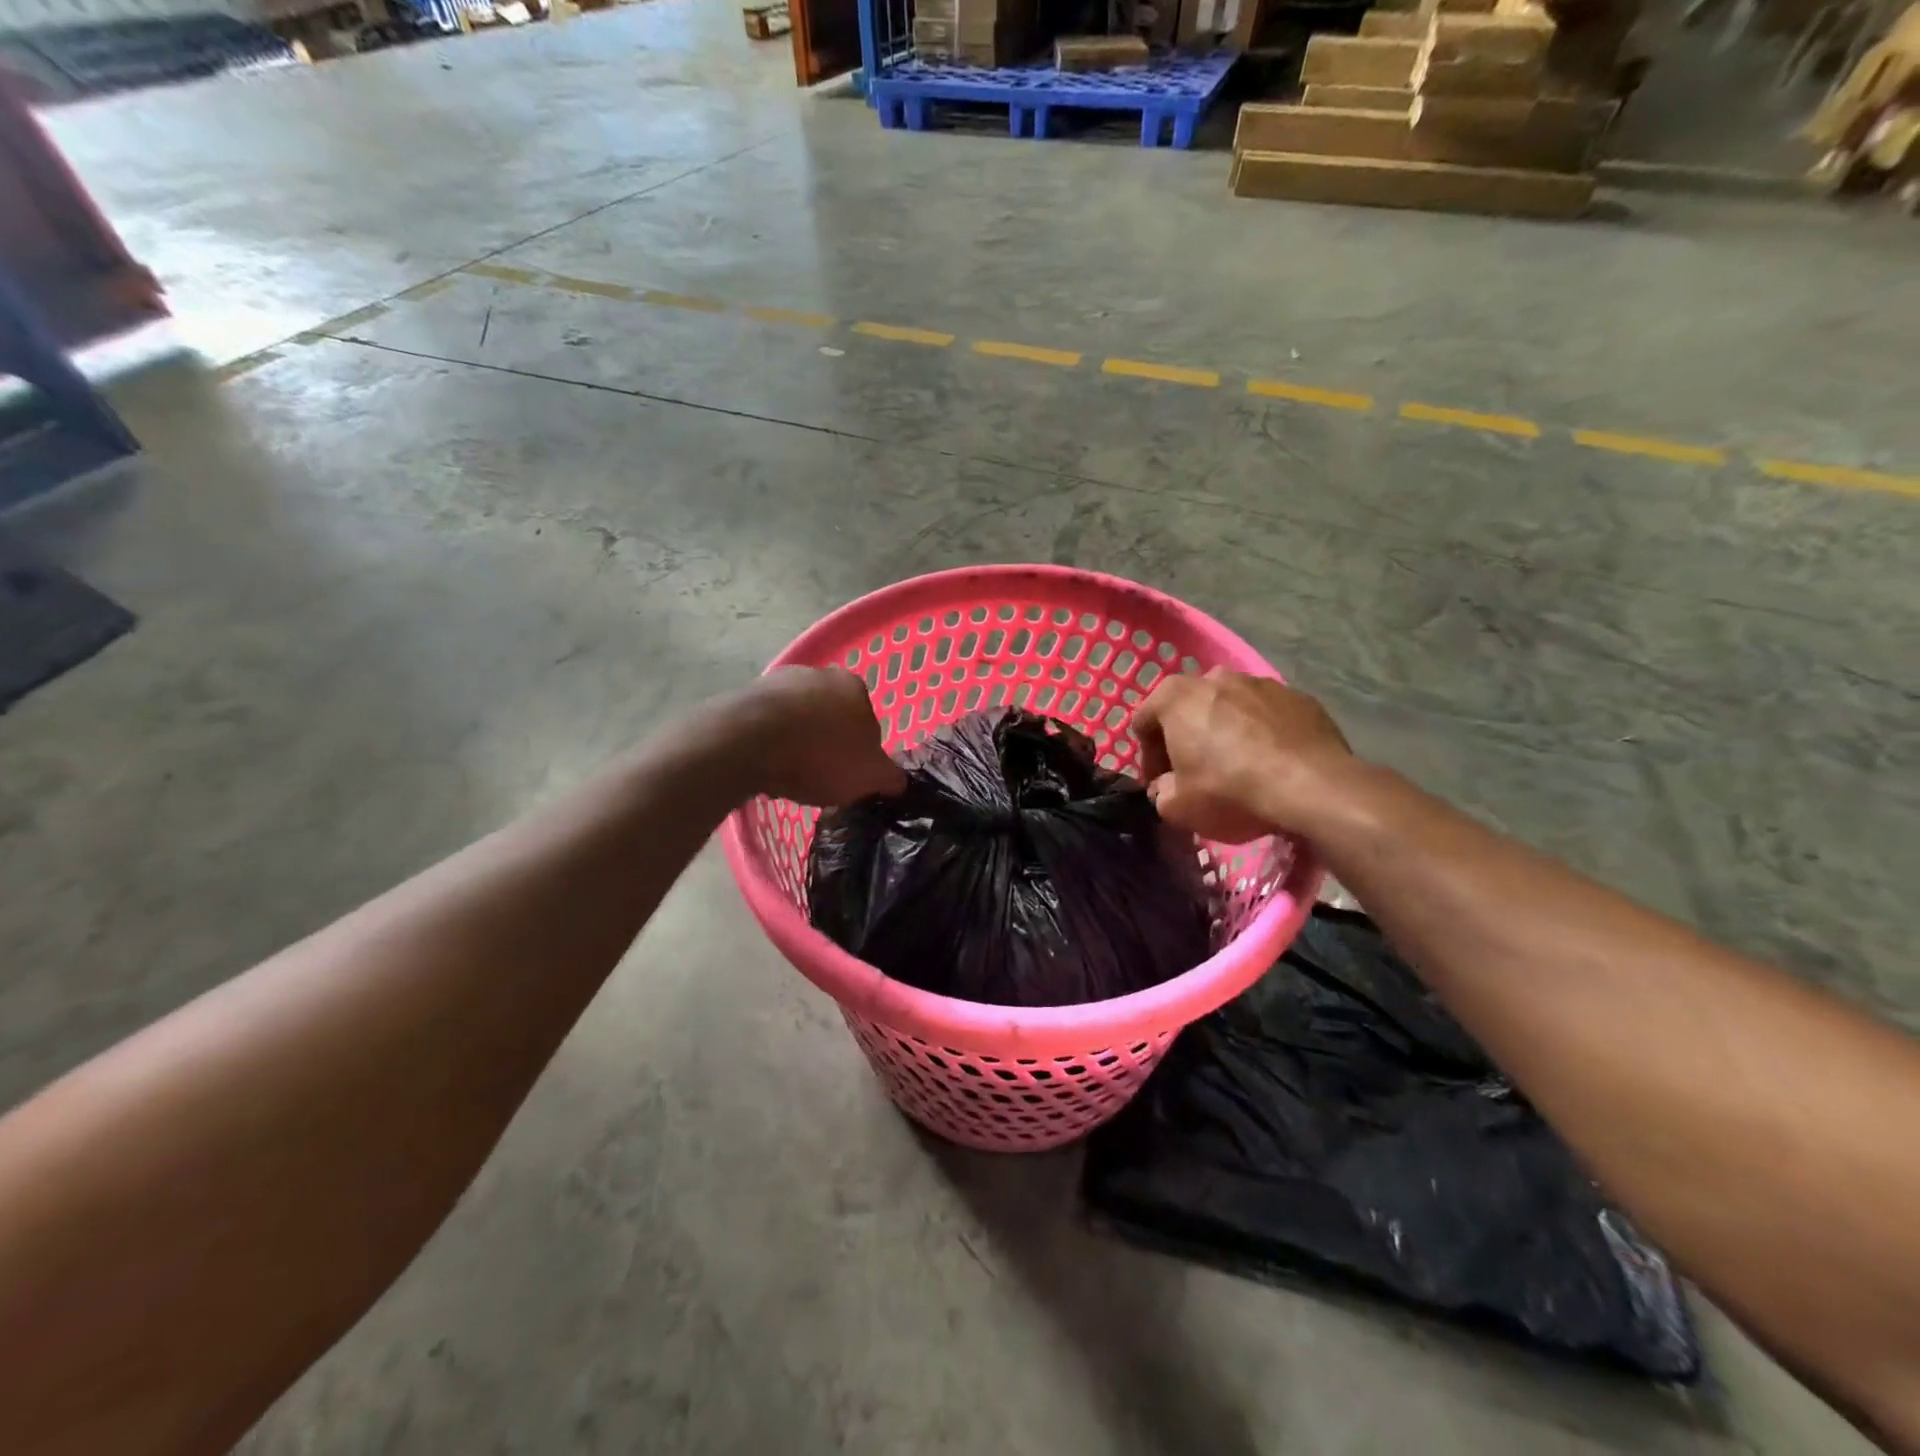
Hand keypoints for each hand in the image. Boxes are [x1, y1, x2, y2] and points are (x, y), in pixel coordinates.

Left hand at [727, 667, 906, 806]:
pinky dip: (768, 742)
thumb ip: (889, 777)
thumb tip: (897, 781)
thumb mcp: (869, 777)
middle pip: (831, 715)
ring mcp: (778, 681)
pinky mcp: (745, 695)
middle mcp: (818, 673)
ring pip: (797, 717)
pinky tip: (764, 765)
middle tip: (821, 775)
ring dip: (796, 741)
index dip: (861, 750)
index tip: (850, 774)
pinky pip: (766, 723)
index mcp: (854, 686)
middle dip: (827, 741)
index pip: (867, 720)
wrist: (747, 742)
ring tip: (789, 775)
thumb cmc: (820, 756)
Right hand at [1130, 669, 1354, 842]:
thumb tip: (1168, 787)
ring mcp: (1261, 682)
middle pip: (1188, 709)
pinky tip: (1271, 764)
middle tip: (1195, 774)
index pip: (1143, 722)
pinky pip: (1268, 715)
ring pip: (1230, 708)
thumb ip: (1161, 793)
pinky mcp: (1299, 696)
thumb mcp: (1177, 807)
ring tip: (1238, 768)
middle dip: (1187, 738)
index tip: (1162, 784)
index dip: (1148, 757)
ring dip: (1225, 732)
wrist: (1312, 787)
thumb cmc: (1230, 791)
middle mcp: (1214, 678)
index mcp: (1175, 696)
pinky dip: (1262, 733)